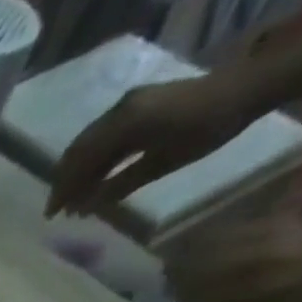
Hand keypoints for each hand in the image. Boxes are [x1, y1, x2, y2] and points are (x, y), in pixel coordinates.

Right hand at [47, 75, 260, 216]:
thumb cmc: (208, 128)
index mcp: (124, 124)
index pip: (80, 161)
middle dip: (64, 181)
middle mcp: (119, 111)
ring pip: (87, 143)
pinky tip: (94, 176)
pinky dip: (92, 158)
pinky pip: (103, 135)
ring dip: (77, 170)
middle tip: (58, 208)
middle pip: (78, 151)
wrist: (248, 86)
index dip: (63, 189)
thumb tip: (85, 207)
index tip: (53, 214)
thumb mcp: (163, 162)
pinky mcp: (137, 105)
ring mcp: (127, 105)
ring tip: (74, 196)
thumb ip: (121, 184)